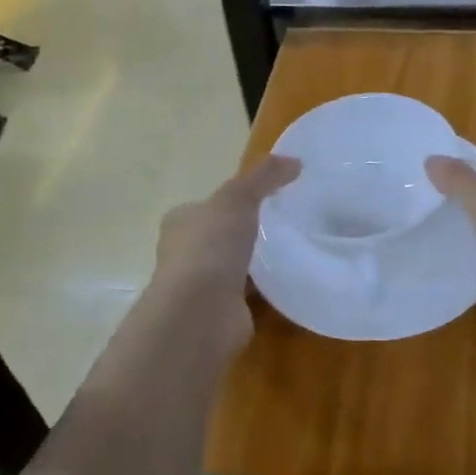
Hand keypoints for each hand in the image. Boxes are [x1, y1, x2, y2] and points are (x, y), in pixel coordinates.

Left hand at [145, 155, 300, 364]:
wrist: (200, 314)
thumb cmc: (210, 247)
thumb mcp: (238, 198)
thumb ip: (265, 177)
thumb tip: (295, 160)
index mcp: (181, 223)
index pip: (205, 206)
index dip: (230, 201)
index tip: (264, 198)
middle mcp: (185, 254)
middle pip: (218, 237)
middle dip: (243, 232)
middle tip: (282, 223)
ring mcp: (201, 287)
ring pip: (232, 267)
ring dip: (253, 263)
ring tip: (291, 250)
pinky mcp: (221, 313)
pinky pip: (247, 295)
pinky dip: (263, 290)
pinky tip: (287, 282)